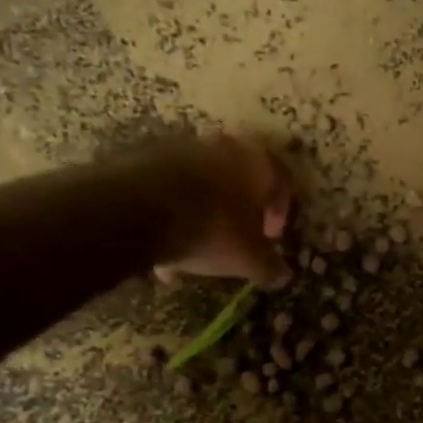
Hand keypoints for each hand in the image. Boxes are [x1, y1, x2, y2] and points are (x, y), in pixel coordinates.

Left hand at [145, 134, 294, 289]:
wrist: (138, 210)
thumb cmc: (212, 230)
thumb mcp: (249, 259)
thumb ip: (270, 267)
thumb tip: (284, 276)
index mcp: (258, 162)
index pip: (283, 183)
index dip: (280, 214)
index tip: (269, 238)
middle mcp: (225, 146)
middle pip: (240, 180)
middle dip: (240, 212)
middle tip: (236, 239)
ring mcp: (183, 148)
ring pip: (203, 185)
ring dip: (204, 214)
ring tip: (195, 250)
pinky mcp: (148, 157)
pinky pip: (171, 189)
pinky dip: (173, 214)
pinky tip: (164, 248)